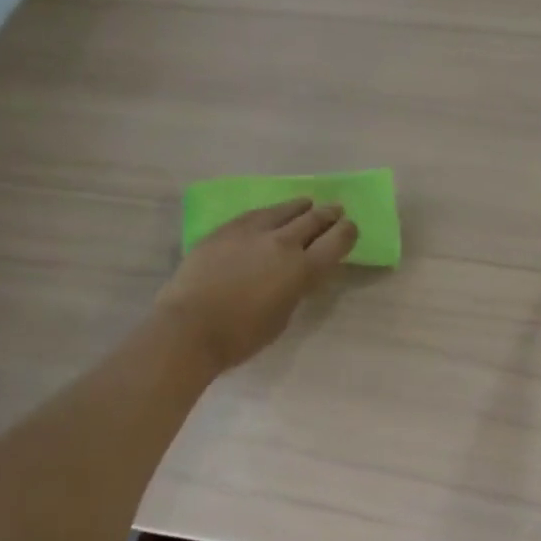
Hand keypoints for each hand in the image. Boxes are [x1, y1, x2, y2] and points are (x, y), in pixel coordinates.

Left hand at [155, 199, 357, 374]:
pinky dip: (271, 213)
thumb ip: (295, 288)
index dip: (347, 232)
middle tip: (336, 210)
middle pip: (314, 220)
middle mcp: (283, 243)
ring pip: (285, 210)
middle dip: (329, 215)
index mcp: (303, 269)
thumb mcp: (283, 316)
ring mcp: (253, 232)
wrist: (190, 327)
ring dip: (301, 207)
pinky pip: (256, 214)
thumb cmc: (241, 336)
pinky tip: (271, 213)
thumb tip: (296, 274)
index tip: (351, 228)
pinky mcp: (227, 229)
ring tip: (307, 204)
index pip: (337, 242)